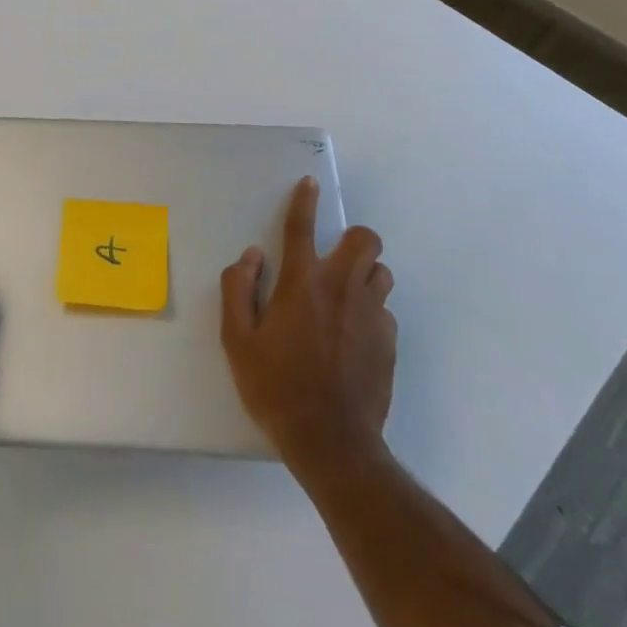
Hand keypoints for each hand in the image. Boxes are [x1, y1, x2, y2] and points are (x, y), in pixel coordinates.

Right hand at [221, 176, 396, 474]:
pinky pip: (385, 310)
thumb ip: (238, 289)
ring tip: (345, 297)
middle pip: (366, 239)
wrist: (331, 442)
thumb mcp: (237, 340)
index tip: (311, 183)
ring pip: (381, 272)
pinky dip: (371, 311)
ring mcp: (372, 314)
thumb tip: (252, 256)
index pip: (302, 227)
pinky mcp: (389, 342)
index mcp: (302, 282)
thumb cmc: (275, 387)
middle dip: (353, 239)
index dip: (305, 200)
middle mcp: (342, 288)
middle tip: (334, 259)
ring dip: (364, 274)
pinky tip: (354, 336)